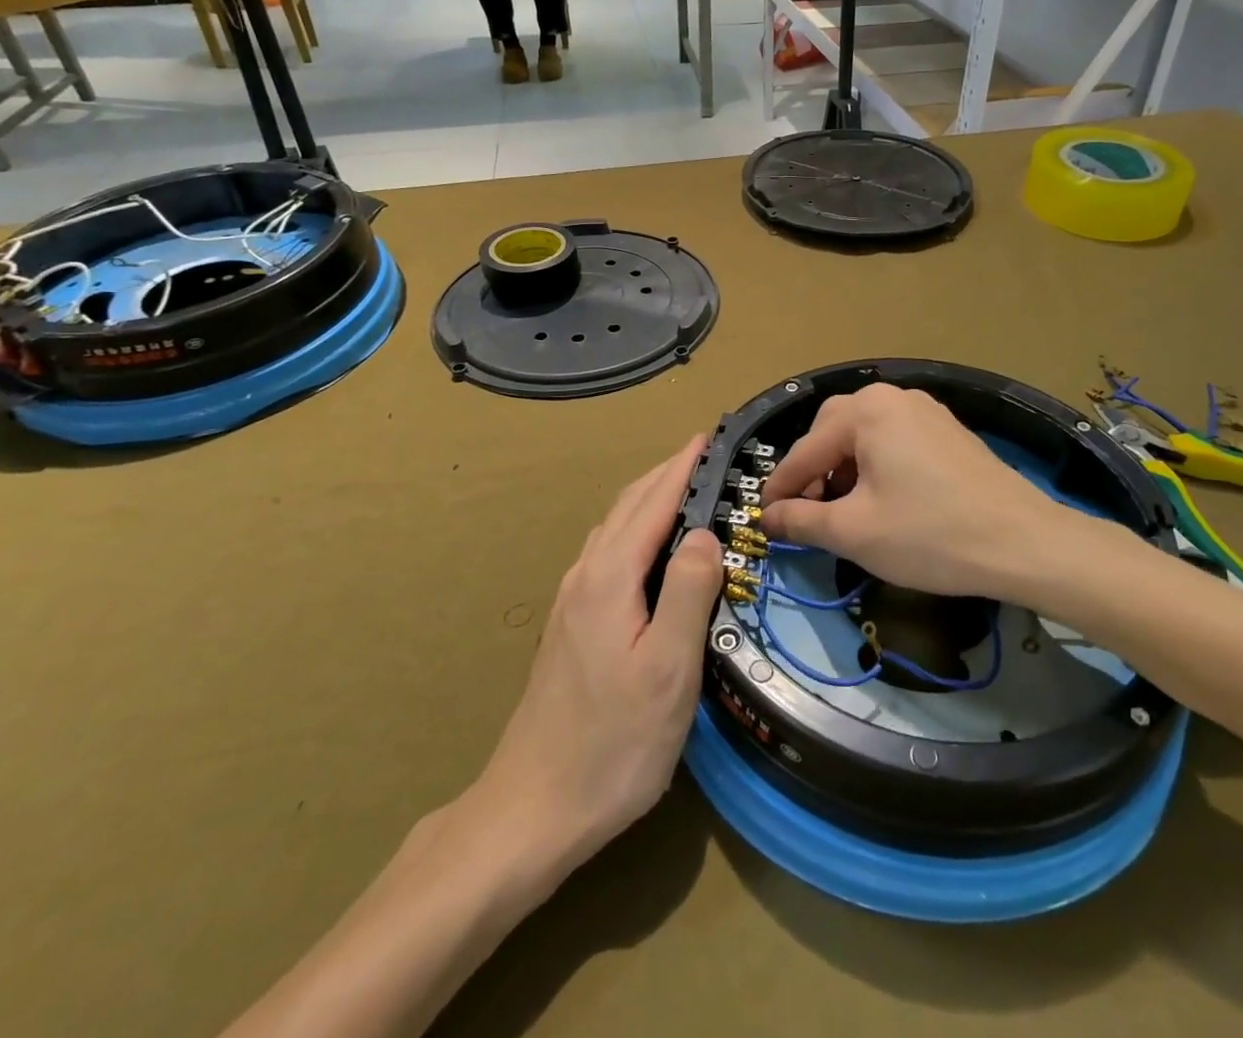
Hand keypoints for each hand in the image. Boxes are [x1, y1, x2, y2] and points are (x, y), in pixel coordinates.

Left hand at [476, 439, 722, 871]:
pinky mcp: (571, 624)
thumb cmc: (613, 744)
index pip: (653, 502)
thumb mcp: (668, 670)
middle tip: (706, 454)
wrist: (533, 808)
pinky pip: (608, 552)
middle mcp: (585, 576)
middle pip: (628, 507)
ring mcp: (572, 599)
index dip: (683, 467)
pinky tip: (649, 548)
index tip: (709, 435)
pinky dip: (635, 528)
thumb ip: (688, 593)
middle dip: (666, 473)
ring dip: (649, 498)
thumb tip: (703, 531)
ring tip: (684, 488)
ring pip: (614, 528)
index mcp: (610, 577)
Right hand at [759, 384, 1090, 602]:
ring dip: (844, 468)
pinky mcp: (948, 430)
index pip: (805, 450)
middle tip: (807, 511)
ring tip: (844, 509)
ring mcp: (926, 410)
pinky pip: (894, 439)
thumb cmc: (929, 535)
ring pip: (864, 434)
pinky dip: (875, 464)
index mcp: (866, 411)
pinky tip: (882, 498)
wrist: (1024, 543)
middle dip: (814, 471)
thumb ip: (801, 521)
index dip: (781, 488)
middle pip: (832, 431)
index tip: (763, 518)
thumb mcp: (854, 532)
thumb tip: (768, 518)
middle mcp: (893, 397)